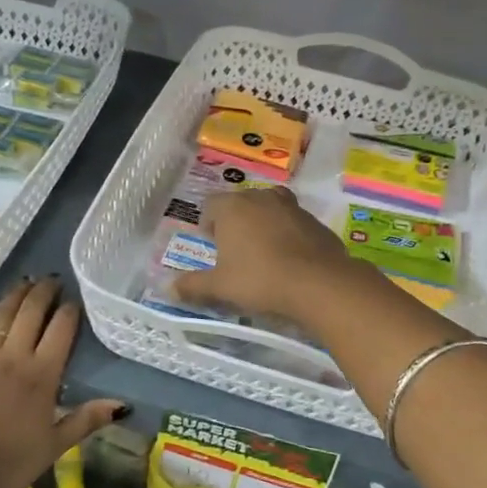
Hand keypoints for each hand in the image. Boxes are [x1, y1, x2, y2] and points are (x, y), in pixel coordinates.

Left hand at [0, 277, 125, 487]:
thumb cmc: (9, 463)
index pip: (61, 330)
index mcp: (43, 374)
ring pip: (1, 315)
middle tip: (51, 280)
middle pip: (31, 313)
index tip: (73, 301)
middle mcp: (14, 356)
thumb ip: (86, 419)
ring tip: (25, 283)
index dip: (69, 311)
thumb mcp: (54, 446)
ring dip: (15, 295)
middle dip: (43, 293)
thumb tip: (122, 404)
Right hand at [170, 186, 360, 325]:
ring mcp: (292, 207)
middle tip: (234, 251)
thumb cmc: (259, 279)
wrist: (318, 283)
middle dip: (235, 223)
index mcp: (233, 206)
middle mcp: (261, 197)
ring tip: (262, 254)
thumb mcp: (220, 287)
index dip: (207, 224)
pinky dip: (288, 236)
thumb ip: (192, 286)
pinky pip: (293, 224)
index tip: (211, 246)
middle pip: (241, 203)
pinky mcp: (315, 221)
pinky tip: (289, 261)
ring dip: (263, 225)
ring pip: (269, 210)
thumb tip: (167, 290)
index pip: (211, 205)